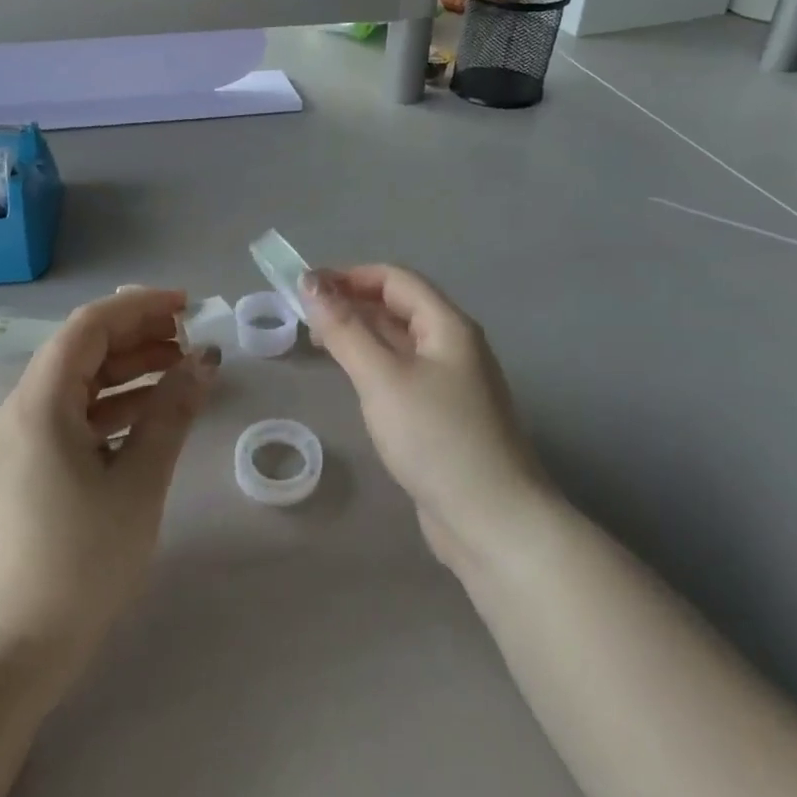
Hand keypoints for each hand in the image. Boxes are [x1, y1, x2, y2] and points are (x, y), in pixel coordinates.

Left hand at [0, 288, 217, 680]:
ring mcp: (24, 437)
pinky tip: (155, 411)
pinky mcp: (32, 463)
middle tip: (192, 339)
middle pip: (84, 348)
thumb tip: (204, 360)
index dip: (140, 307)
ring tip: (184, 370)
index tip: (188, 306)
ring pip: (82, 380)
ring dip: (131, 369)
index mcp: (40, 402)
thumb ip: (171, 412)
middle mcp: (24, 408)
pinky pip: (77, 413)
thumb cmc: (82, 559)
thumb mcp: (139, 481)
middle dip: (139, 336)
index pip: (89, 326)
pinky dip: (116, 404)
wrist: (18, 644)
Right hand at [303, 266, 553, 567]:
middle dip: (352, 303)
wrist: (492, 521)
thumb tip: (310, 283)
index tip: (305, 288)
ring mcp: (451, 382)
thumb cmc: (436, 438)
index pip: (395, 279)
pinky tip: (352, 379)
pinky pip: (403, 372)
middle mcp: (454, 345)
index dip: (349, 276)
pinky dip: (373, 364)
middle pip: (399, 306)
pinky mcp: (444, 414)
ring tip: (319, 342)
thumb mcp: (382, 378)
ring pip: (400, 341)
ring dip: (360, 333)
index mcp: (448, 326)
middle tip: (304, 316)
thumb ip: (345, 330)